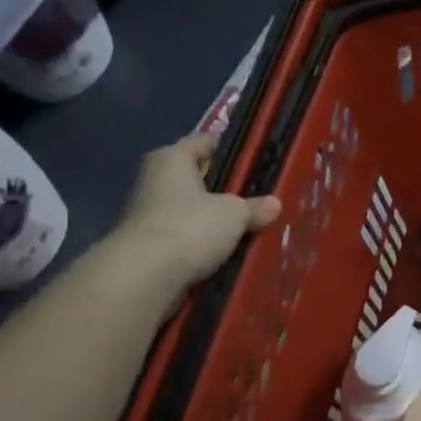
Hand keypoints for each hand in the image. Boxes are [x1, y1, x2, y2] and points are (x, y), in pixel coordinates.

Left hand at [111, 135, 279, 284]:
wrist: (146, 277)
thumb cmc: (191, 226)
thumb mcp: (234, 213)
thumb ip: (255, 207)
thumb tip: (274, 204)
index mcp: (171, 158)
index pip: (204, 143)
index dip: (229, 149)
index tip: (255, 159)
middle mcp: (155, 181)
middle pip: (198, 179)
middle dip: (225, 190)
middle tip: (259, 197)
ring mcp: (149, 216)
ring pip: (193, 212)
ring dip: (215, 221)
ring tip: (251, 227)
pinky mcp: (150, 247)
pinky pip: (187, 239)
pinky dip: (204, 245)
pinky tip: (230, 252)